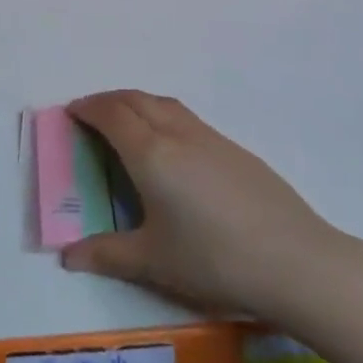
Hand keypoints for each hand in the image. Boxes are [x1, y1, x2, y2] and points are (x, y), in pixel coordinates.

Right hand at [61, 90, 362, 325]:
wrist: (295, 260)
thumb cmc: (214, 260)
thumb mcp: (153, 262)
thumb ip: (107, 255)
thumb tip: (68, 257)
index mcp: (150, 153)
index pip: (110, 115)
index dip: (87, 109)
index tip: (71, 113)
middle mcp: (176, 133)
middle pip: (135, 99)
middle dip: (108, 101)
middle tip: (91, 115)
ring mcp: (210, 137)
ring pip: (163, 103)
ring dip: (137, 103)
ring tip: (126, 124)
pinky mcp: (234, 149)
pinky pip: (186, 118)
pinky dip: (163, 116)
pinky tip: (171, 149)